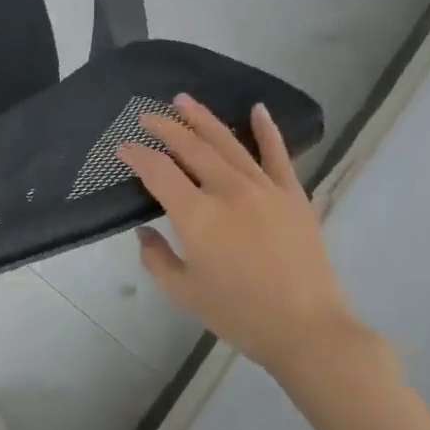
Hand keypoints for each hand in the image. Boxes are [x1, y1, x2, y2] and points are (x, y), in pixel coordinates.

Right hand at [117, 95, 383, 388]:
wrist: (307, 329)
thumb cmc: (238, 314)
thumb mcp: (183, 292)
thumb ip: (156, 258)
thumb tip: (145, 233)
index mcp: (196, 215)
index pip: (158, 172)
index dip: (137, 155)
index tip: (122, 146)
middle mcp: (228, 191)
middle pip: (191, 147)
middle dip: (165, 128)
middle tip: (147, 115)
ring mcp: (264, 188)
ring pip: (228, 143)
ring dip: (203, 119)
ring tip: (184, 100)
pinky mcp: (293, 195)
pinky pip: (278, 154)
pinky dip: (267, 130)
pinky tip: (258, 109)